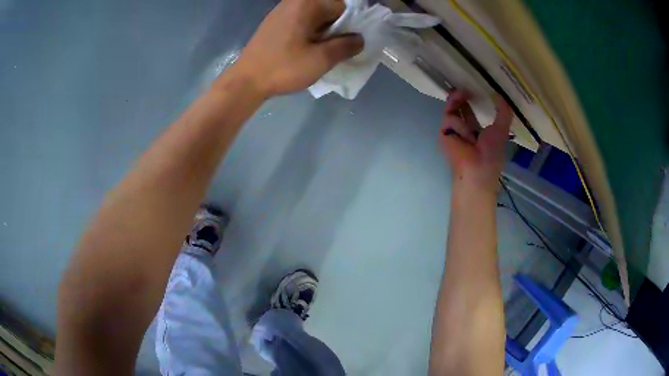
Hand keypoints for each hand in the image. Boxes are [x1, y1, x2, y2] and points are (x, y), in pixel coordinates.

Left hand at [230, 0, 363, 96]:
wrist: (245, 81)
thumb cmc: (283, 68)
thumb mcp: (321, 59)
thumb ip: (346, 46)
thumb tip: (360, 39)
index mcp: (306, 4)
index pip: (341, 7)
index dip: (347, 26)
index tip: (342, 44)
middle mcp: (293, 2)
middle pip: (327, 10)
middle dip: (333, 29)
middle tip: (328, 50)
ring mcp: (280, 11)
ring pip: (313, 18)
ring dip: (320, 33)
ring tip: (315, 52)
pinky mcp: (272, 23)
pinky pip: (299, 23)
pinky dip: (306, 34)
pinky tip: (300, 51)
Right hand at [440, 90, 512, 192]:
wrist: (476, 170)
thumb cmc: (492, 153)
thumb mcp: (502, 130)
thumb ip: (504, 112)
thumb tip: (499, 94)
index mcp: (479, 131)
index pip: (474, 111)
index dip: (474, 99)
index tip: (476, 86)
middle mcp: (465, 129)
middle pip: (460, 107)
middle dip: (461, 95)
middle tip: (464, 83)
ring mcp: (454, 130)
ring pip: (453, 108)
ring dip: (458, 103)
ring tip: (462, 96)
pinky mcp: (444, 132)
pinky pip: (450, 118)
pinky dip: (458, 125)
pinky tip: (464, 135)